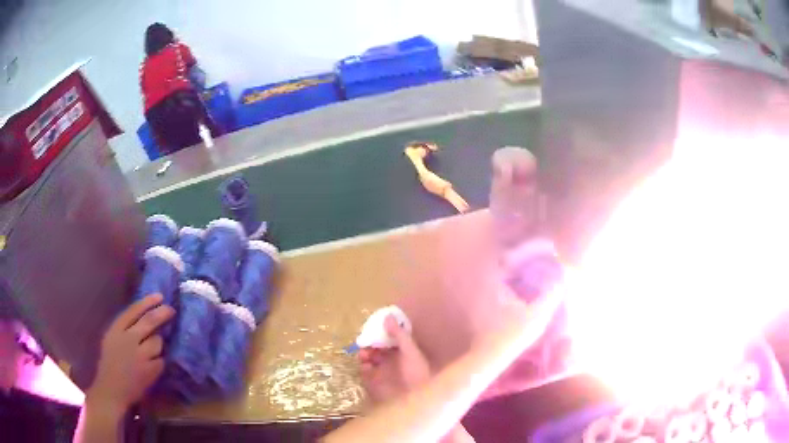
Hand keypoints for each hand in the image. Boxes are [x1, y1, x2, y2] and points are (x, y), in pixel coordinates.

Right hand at [87, 294, 173, 413]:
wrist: (111, 390)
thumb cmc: (110, 364)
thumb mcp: (111, 339)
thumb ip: (125, 329)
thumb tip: (145, 316)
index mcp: (116, 330)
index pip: (134, 310)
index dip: (148, 302)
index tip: (160, 296)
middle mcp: (128, 339)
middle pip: (149, 321)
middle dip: (162, 313)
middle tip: (171, 310)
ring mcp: (140, 356)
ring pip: (158, 342)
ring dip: (157, 345)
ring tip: (148, 354)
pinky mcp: (150, 371)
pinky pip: (161, 360)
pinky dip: (158, 362)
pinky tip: (151, 367)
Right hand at [359, 315, 430, 404]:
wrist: (416, 399)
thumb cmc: (417, 373)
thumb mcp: (410, 351)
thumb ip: (399, 334)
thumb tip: (388, 316)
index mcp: (402, 351)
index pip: (388, 338)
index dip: (380, 333)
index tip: (373, 327)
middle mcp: (392, 361)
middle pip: (376, 348)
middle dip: (370, 343)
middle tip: (366, 342)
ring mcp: (383, 372)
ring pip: (368, 359)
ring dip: (364, 354)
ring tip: (364, 354)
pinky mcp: (375, 383)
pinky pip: (364, 373)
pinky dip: (362, 368)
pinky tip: (365, 366)